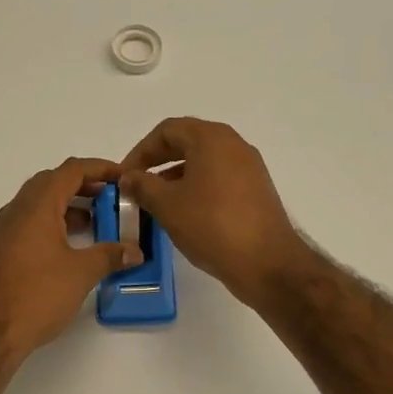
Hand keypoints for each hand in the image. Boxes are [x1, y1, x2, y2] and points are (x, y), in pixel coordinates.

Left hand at [0, 158, 143, 358]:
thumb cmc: (36, 295)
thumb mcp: (81, 273)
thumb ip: (110, 256)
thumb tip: (134, 250)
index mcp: (37, 205)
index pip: (71, 170)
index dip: (100, 168)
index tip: (123, 177)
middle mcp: (17, 210)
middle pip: (53, 182)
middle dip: (84, 186)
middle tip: (112, 199)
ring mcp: (5, 230)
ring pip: (40, 204)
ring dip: (69, 206)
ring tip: (98, 223)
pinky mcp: (1, 250)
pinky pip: (31, 223)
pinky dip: (54, 223)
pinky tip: (72, 246)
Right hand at [119, 118, 310, 306]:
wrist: (267, 263)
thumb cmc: (211, 225)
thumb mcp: (167, 205)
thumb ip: (142, 185)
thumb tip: (128, 177)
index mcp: (211, 139)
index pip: (167, 130)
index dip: (141, 151)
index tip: (125, 175)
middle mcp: (233, 144)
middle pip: (187, 142)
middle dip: (157, 161)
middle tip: (137, 184)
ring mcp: (249, 167)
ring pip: (203, 161)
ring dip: (175, 176)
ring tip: (156, 201)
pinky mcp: (256, 190)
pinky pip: (218, 178)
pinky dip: (196, 187)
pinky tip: (184, 212)